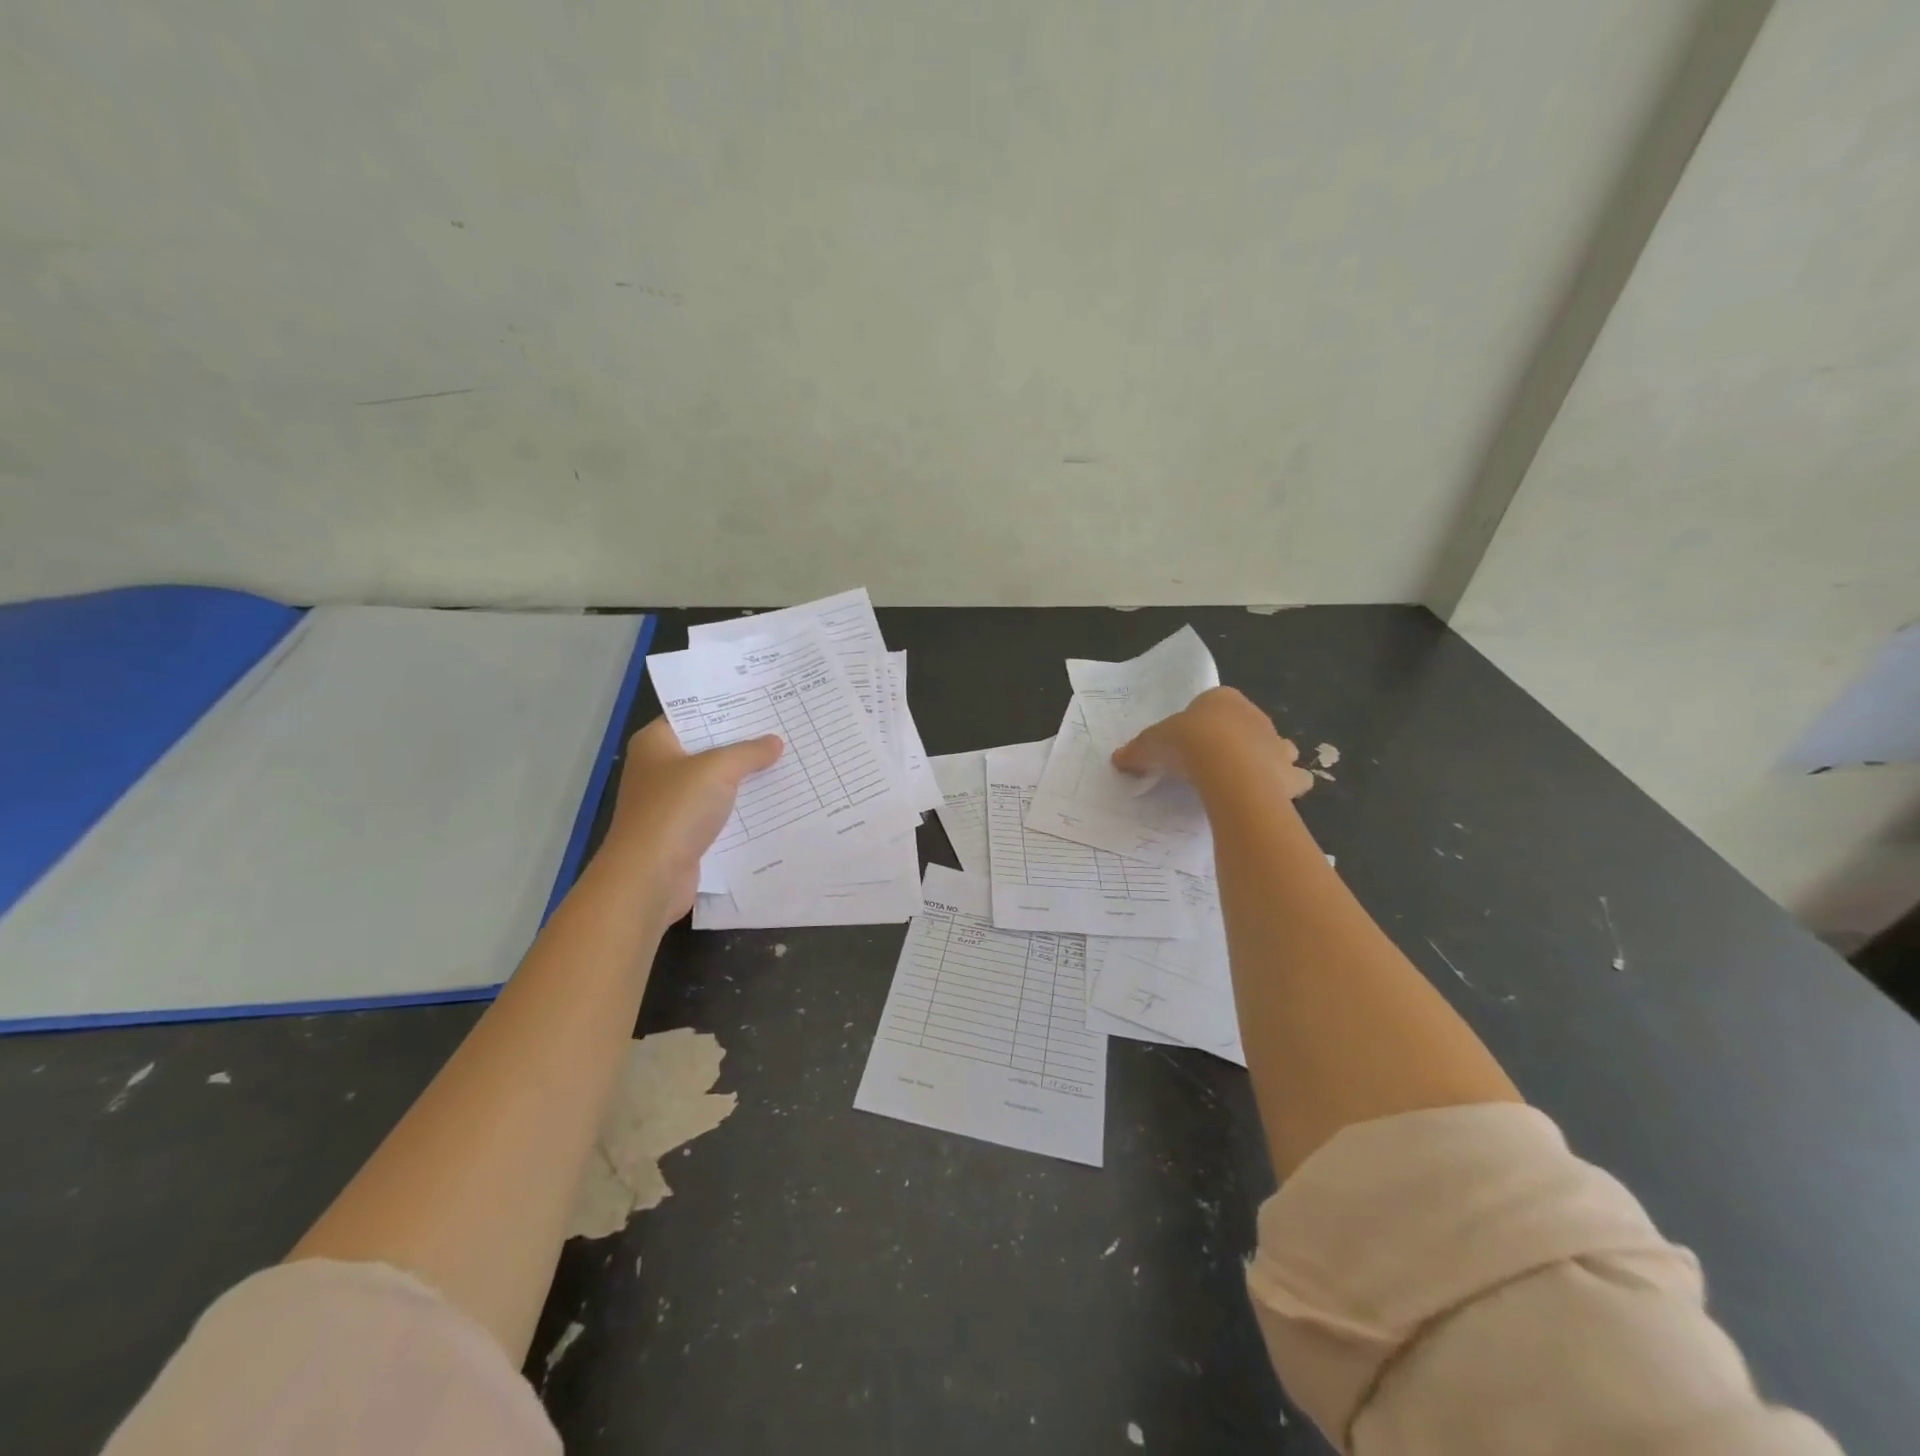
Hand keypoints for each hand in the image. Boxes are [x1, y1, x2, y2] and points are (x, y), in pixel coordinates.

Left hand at [602, 718, 783, 918]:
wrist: (649, 877)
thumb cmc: (675, 811)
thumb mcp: (717, 770)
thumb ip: (748, 752)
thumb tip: (775, 742)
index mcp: (655, 743)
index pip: (694, 714)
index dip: (727, 708)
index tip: (763, 702)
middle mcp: (659, 768)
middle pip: (708, 748)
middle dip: (743, 744)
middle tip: (784, 730)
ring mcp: (671, 802)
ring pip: (716, 782)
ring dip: (746, 778)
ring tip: (788, 762)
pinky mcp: (684, 832)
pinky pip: (719, 812)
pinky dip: (741, 809)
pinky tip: (774, 802)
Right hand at [1112, 687, 1314, 798]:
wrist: (1227, 768)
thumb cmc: (1187, 744)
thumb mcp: (1150, 745)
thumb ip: (1137, 751)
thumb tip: (1118, 759)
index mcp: (1221, 700)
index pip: (1211, 705)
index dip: (1199, 724)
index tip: (1185, 744)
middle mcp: (1254, 716)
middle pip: (1244, 725)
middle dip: (1233, 740)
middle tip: (1210, 764)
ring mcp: (1276, 743)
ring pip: (1276, 747)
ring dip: (1265, 759)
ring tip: (1242, 780)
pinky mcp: (1289, 773)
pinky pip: (1292, 778)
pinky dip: (1286, 786)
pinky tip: (1268, 797)